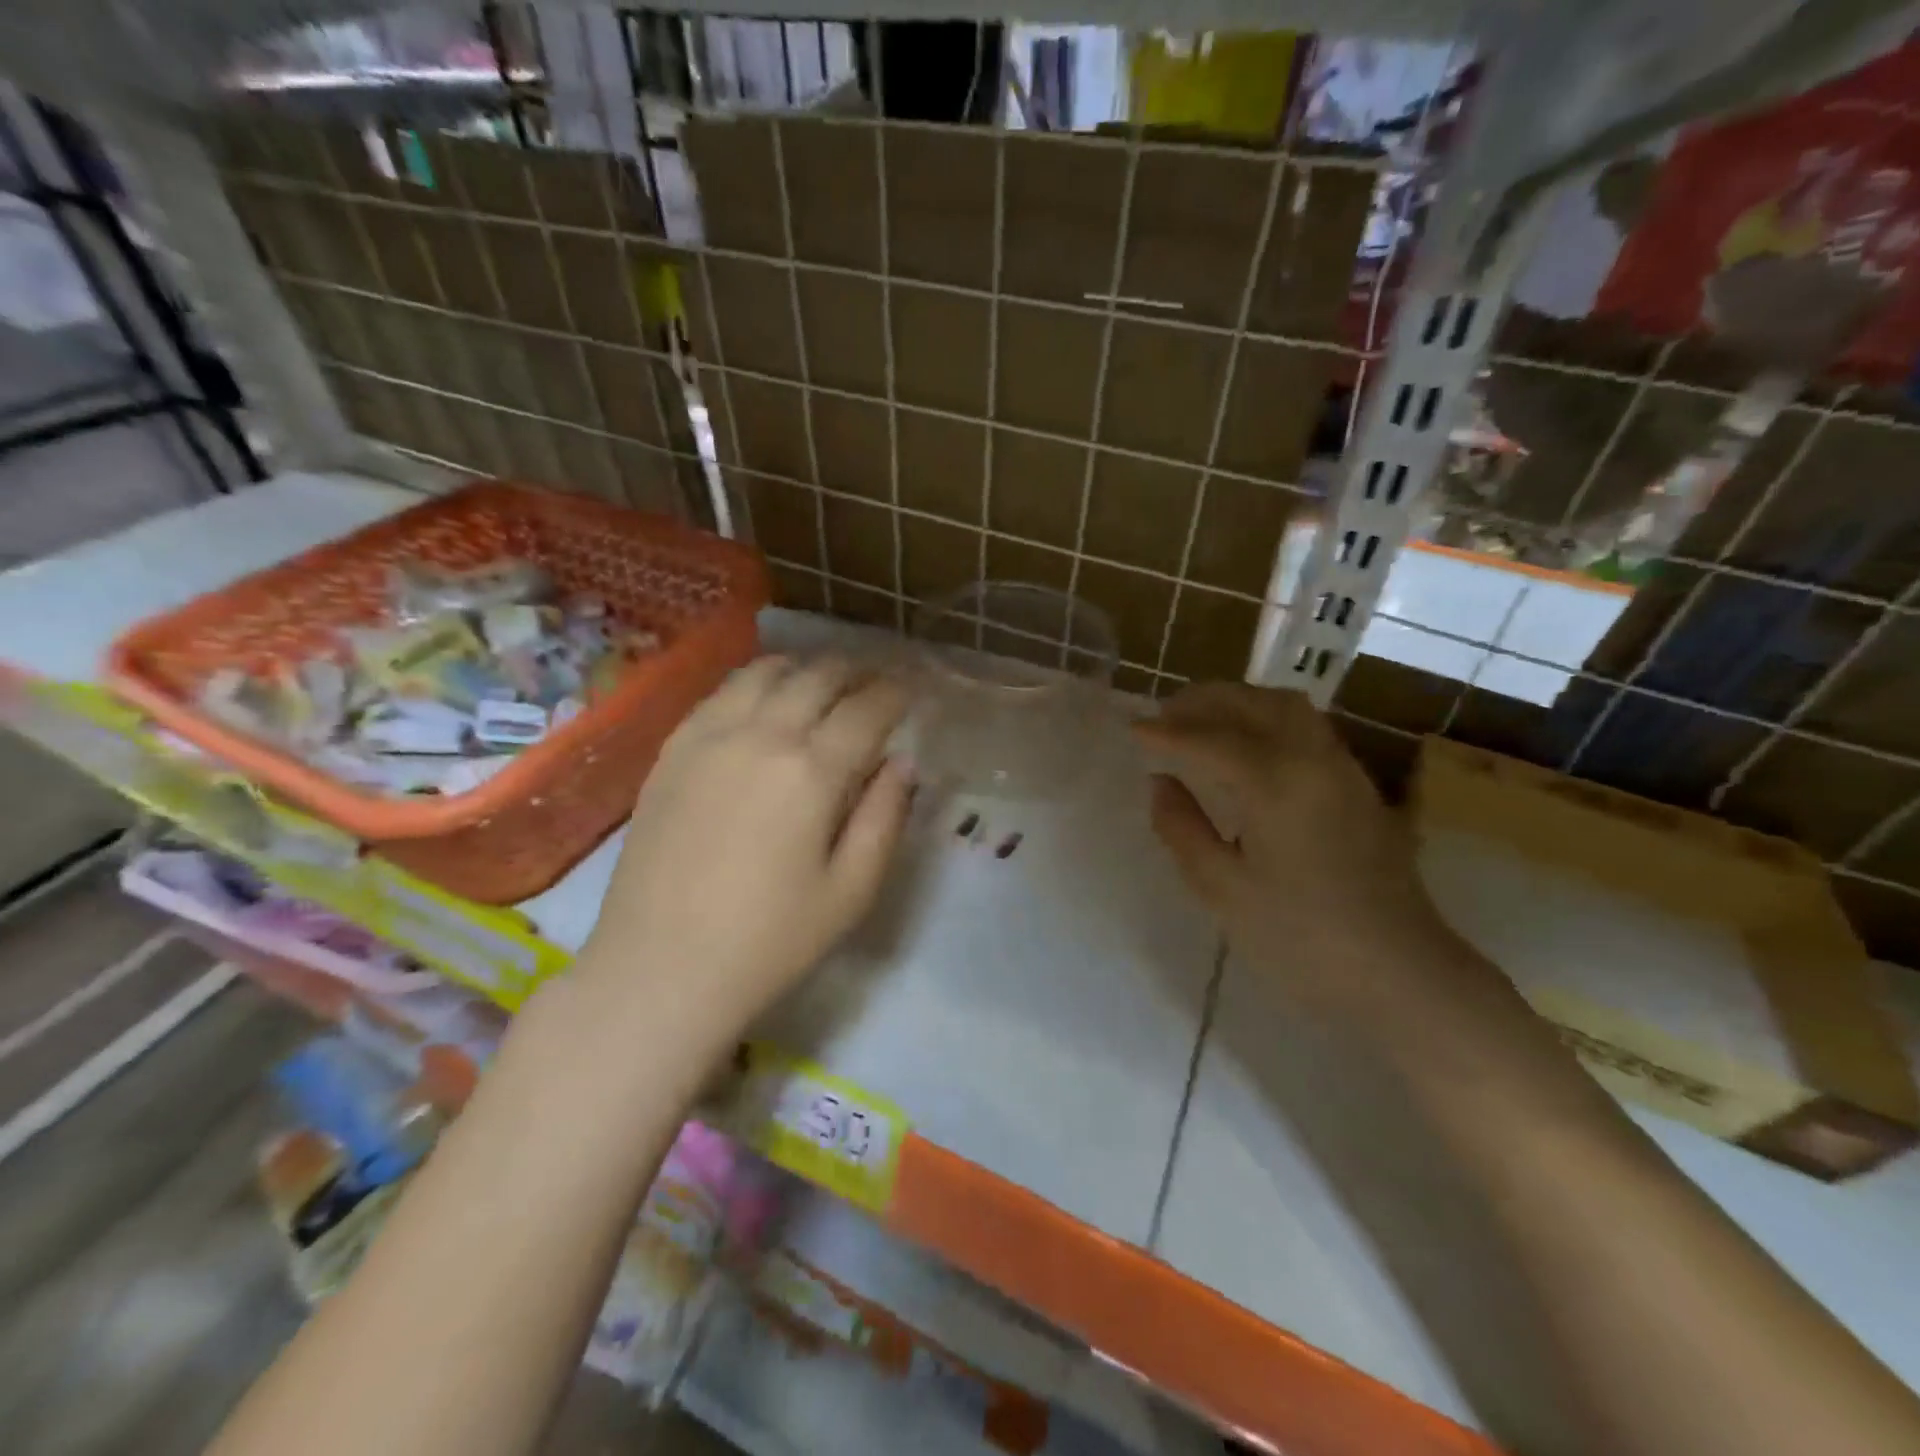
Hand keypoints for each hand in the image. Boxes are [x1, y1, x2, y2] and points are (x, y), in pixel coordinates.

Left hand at [581, 655, 911, 1038]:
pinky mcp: (673, 749)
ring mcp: (709, 736)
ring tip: (824, 684)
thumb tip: (902, 763)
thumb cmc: (769, 940)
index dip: (897, 694)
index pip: (868, 709)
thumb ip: (885, 817)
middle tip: (875, 684)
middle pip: (818, 676)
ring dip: (805, 669)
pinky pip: (721, 691)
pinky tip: (764, 700)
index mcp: (812, 771)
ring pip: (766, 671)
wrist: (660, 968)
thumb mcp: (852, 890)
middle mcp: (761, 734)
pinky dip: (755, 682)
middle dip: (857, 672)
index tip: (911, 693)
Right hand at [1134, 683, 1459, 1012]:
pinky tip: (1250, 745)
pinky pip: (1308, 729)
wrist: (1401, 975)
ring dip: (1241, 702)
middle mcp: (1313, 760)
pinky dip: (1269, 718)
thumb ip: (1182, 828)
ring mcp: (1344, 770)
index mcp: (1276, 782)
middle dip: (1205, 701)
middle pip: (1254, 704)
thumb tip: (1161, 783)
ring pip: (1288, 709)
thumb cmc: (1300, 939)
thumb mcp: (1222, 889)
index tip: (1132, 729)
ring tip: (1204, 719)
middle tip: (1165, 714)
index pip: (1210, 740)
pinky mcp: (1360, 788)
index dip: (1167, 732)